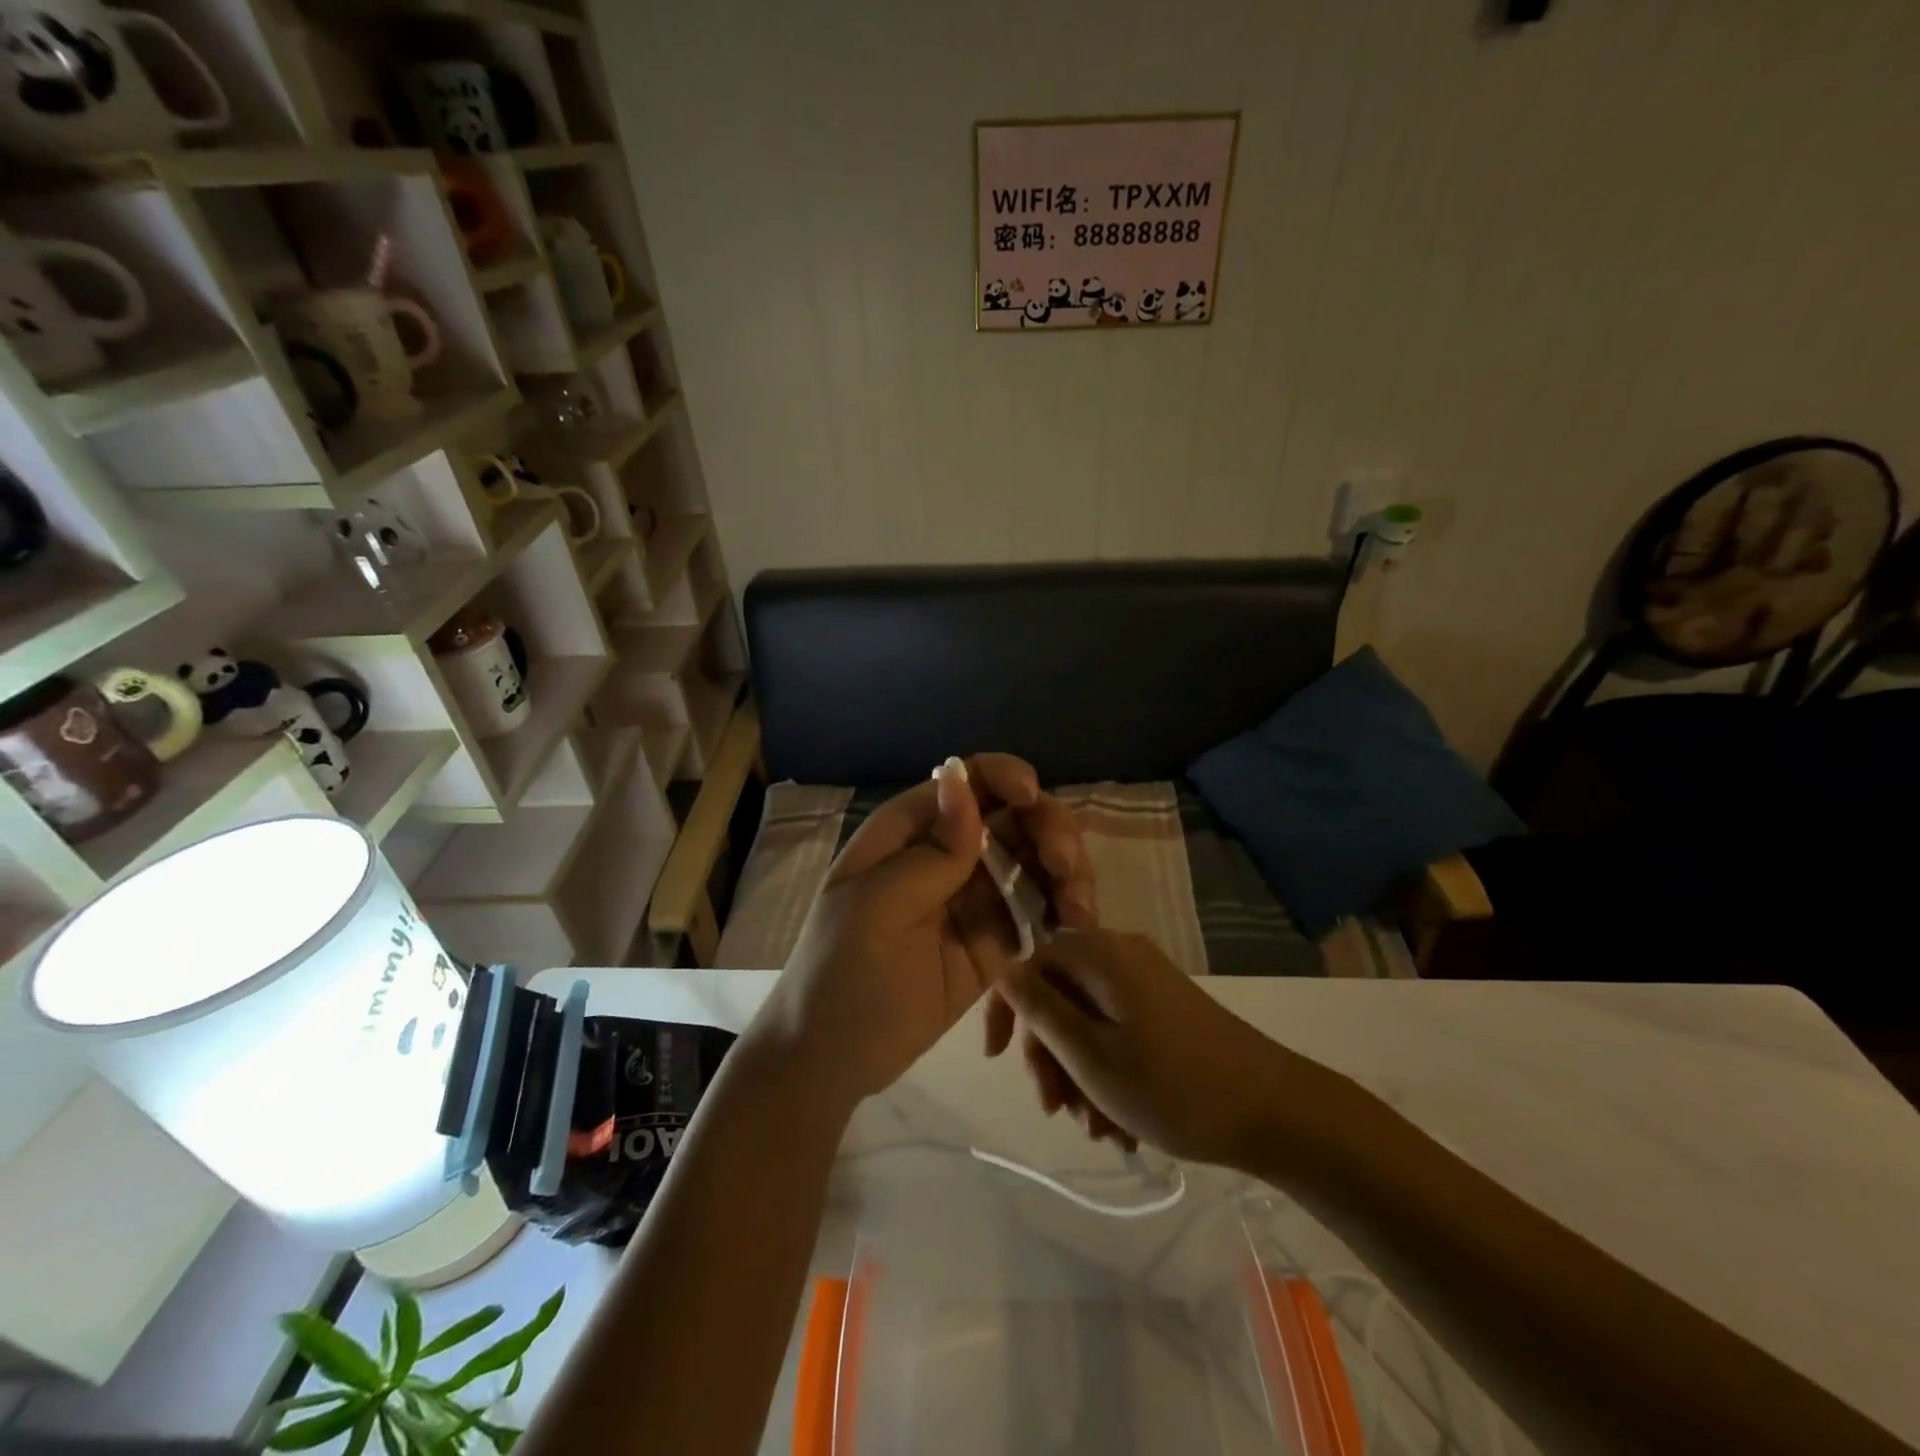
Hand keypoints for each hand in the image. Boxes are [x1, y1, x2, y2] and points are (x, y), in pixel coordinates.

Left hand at [750, 754, 1093, 1111]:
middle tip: (1064, 867)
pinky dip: (1063, 911)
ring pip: (1034, 862)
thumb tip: (961, 777)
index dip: (1005, 777)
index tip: (1032, 799)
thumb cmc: (839, 973)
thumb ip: (931, 851)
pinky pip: (1037, 912)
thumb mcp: (877, 908)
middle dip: (1048, 830)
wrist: (830, 1060)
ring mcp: (974, 898)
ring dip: (1066, 872)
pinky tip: (1077, 926)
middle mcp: (947, 854)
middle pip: (1013, 818)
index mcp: (909, 832)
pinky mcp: (995, 942)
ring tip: (1078, 909)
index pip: (967, 782)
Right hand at [994, 928, 1292, 1168]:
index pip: (1030, 964)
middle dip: (1051, 1056)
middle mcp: (1123, 956)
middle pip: (1060, 995)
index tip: (996, 1060)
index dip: (1006, 1009)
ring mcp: (1150, 983)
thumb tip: (1005, 970)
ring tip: (1097, 1130)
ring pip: (1089, 1021)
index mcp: (1101, 955)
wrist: (1276, 1112)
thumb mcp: (1091, 1055)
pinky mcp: (1170, 1009)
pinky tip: (1122, 1125)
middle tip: (1056, 1109)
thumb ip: (1041, 1010)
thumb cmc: (1172, 1085)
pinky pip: (1120, 1032)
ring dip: (1080, 1075)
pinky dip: (1111, 1072)